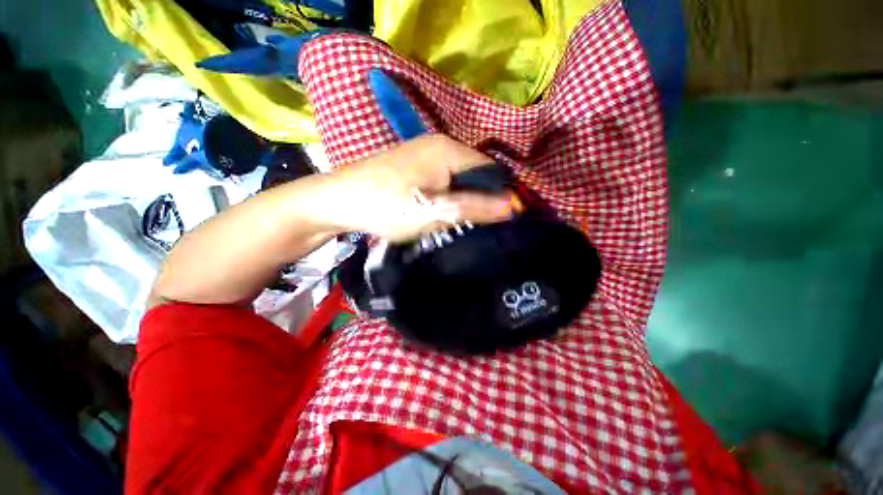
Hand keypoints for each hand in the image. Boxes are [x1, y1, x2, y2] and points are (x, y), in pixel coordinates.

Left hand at [324, 134, 515, 241]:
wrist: (338, 200)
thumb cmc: (387, 206)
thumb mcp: (435, 212)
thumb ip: (474, 207)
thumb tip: (514, 207)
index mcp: (449, 149)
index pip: (491, 170)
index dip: (498, 195)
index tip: (497, 220)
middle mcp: (440, 143)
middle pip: (475, 172)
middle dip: (478, 197)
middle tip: (474, 223)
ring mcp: (424, 151)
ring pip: (458, 176)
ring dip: (462, 197)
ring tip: (457, 219)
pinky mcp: (413, 162)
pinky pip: (443, 177)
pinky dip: (447, 193)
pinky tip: (439, 208)